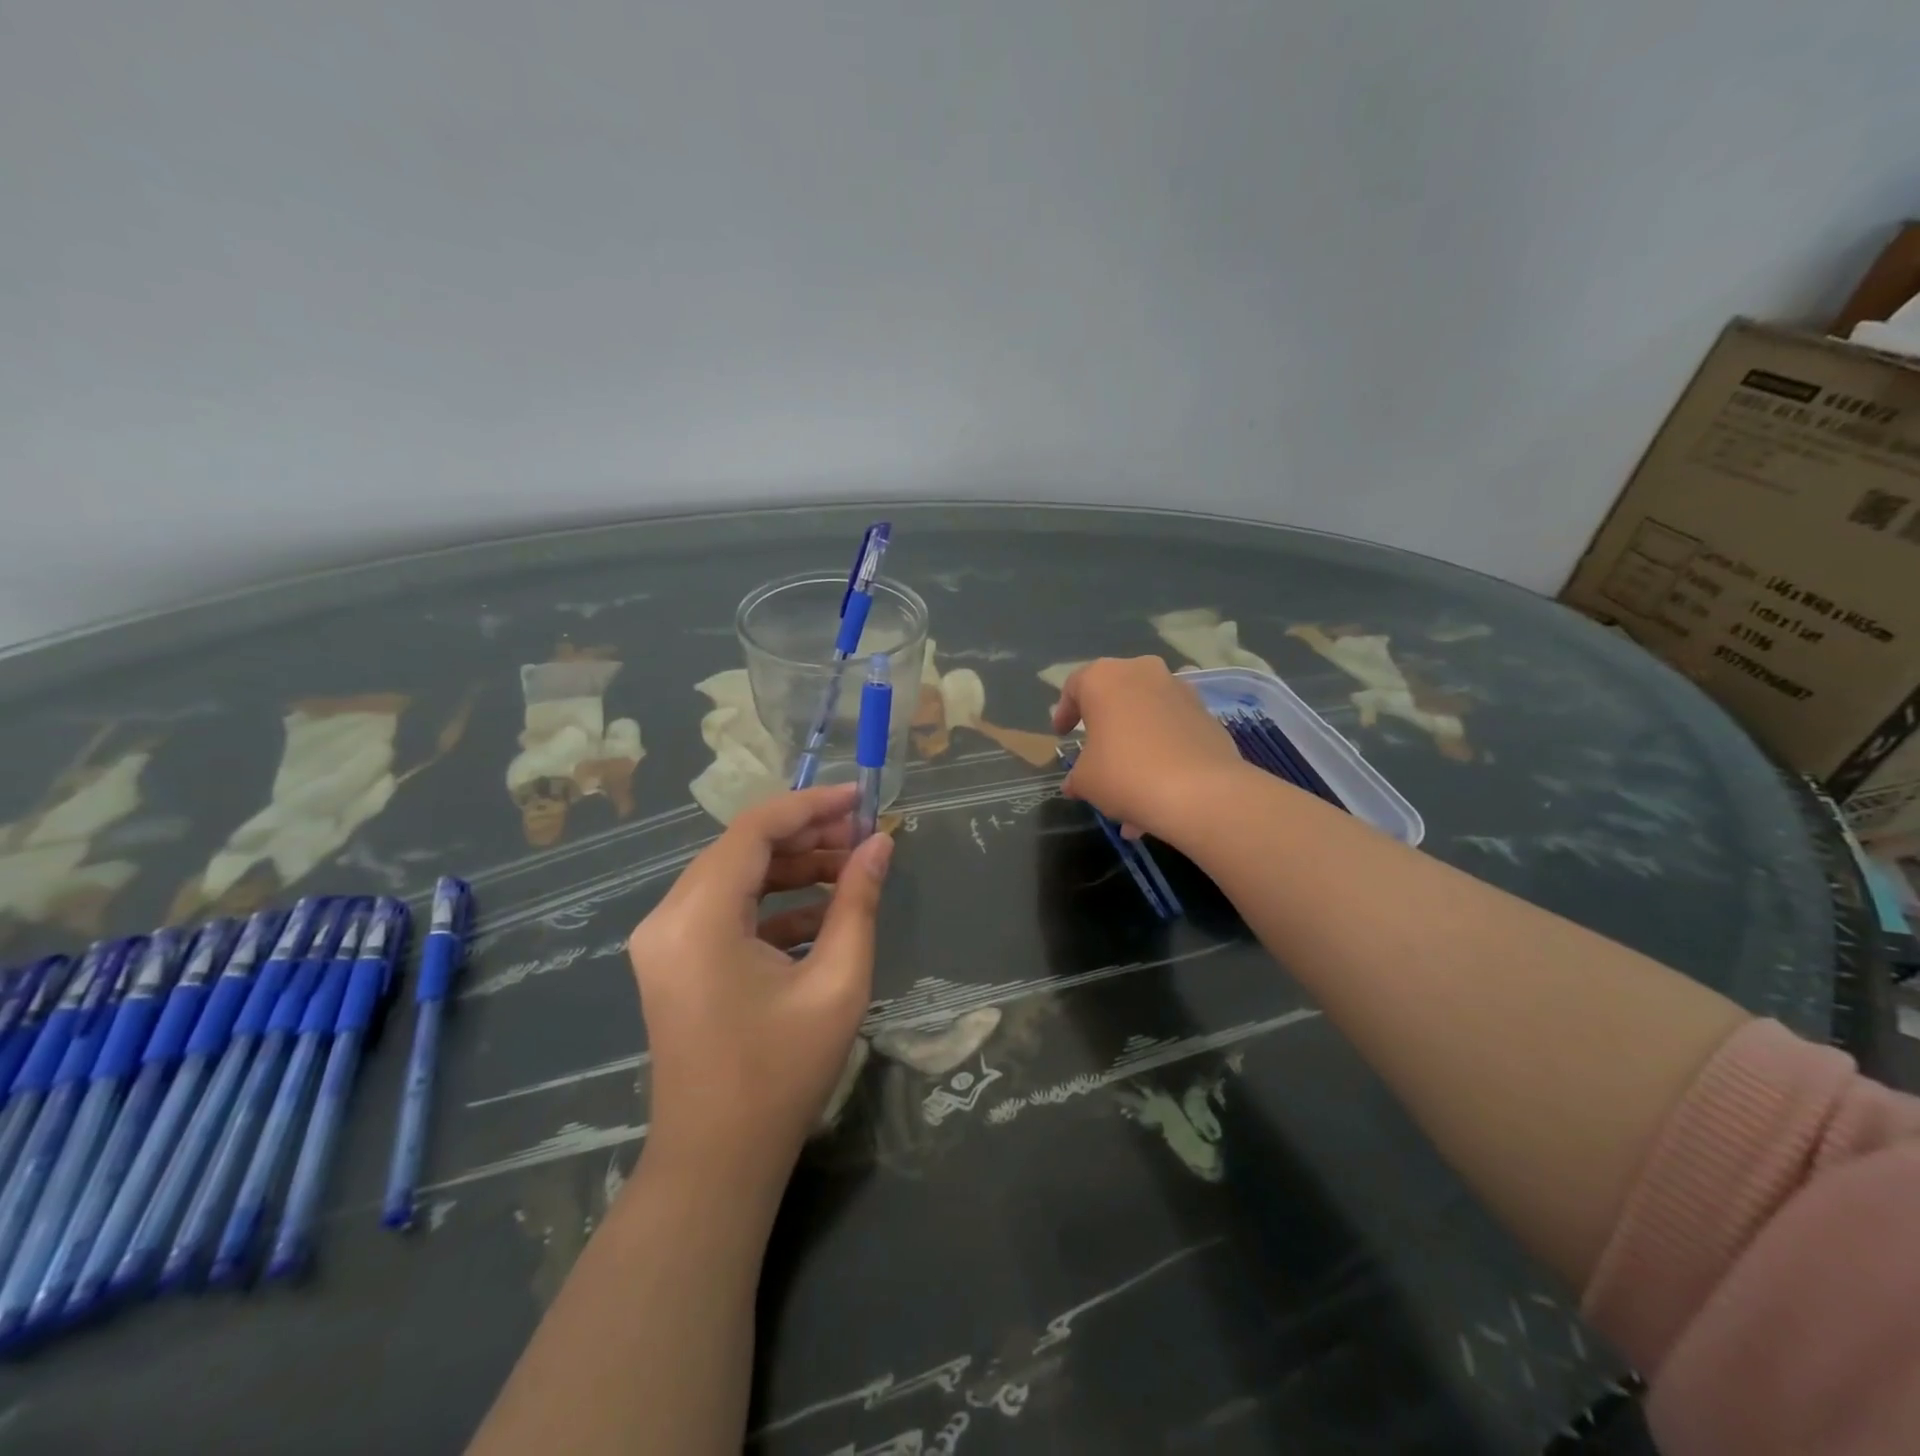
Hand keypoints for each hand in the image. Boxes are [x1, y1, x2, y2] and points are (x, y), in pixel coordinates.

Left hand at [628, 784, 892, 1200]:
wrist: (716, 1162)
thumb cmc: (780, 1074)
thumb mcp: (837, 982)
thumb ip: (859, 903)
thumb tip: (881, 844)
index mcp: (699, 917)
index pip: (755, 830)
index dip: (812, 805)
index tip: (862, 798)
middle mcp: (669, 916)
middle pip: (742, 848)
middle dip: (807, 836)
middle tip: (865, 836)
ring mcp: (664, 940)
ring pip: (735, 876)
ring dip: (793, 869)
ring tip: (852, 870)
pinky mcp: (673, 960)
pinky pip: (726, 910)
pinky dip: (773, 904)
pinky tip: (823, 915)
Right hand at [1050, 656, 1251, 844]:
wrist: (1200, 792)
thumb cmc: (1125, 774)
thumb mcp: (1086, 780)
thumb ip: (1077, 775)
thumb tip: (1075, 783)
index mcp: (1104, 678)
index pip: (1074, 687)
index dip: (1065, 712)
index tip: (1062, 734)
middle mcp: (1142, 672)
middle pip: (1115, 693)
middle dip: (1105, 720)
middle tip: (1096, 746)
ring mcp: (1180, 689)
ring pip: (1147, 710)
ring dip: (1136, 736)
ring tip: (1130, 777)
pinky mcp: (1206, 713)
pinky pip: (1173, 726)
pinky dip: (1163, 746)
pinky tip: (1158, 782)